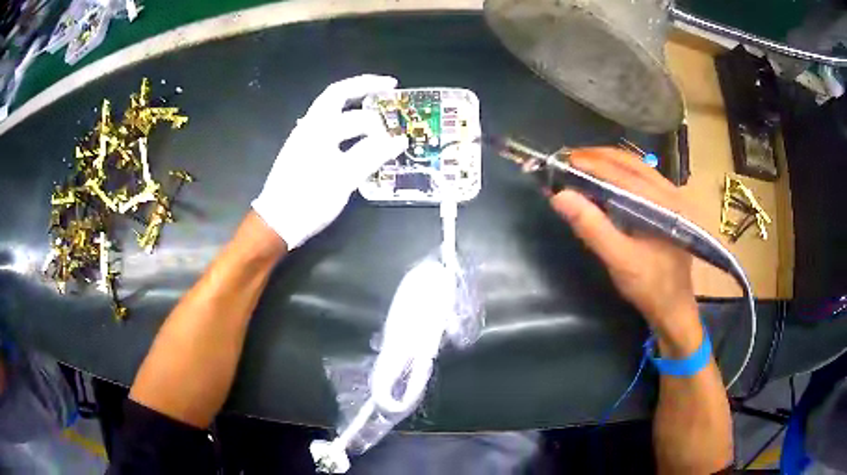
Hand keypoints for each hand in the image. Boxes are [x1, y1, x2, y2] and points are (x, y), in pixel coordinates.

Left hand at [252, 75, 406, 249]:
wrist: (277, 222)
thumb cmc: (309, 199)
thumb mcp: (344, 178)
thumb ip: (372, 155)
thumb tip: (399, 139)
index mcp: (316, 127)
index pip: (343, 94)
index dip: (369, 85)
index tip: (393, 86)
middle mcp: (308, 126)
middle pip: (335, 97)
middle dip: (361, 90)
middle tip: (386, 93)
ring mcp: (303, 140)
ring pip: (332, 114)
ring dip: (355, 109)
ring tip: (378, 115)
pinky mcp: (303, 154)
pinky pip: (330, 130)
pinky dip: (348, 127)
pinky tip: (359, 138)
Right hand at [550, 148, 698, 339]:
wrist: (674, 308)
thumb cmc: (649, 286)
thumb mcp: (619, 260)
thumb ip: (592, 227)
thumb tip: (559, 196)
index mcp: (662, 202)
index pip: (622, 172)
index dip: (590, 163)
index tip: (562, 160)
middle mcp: (670, 191)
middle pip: (631, 162)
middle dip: (598, 157)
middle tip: (568, 159)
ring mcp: (671, 198)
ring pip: (637, 168)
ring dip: (608, 162)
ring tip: (582, 164)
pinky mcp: (667, 206)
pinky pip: (642, 179)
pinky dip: (619, 174)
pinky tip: (605, 180)